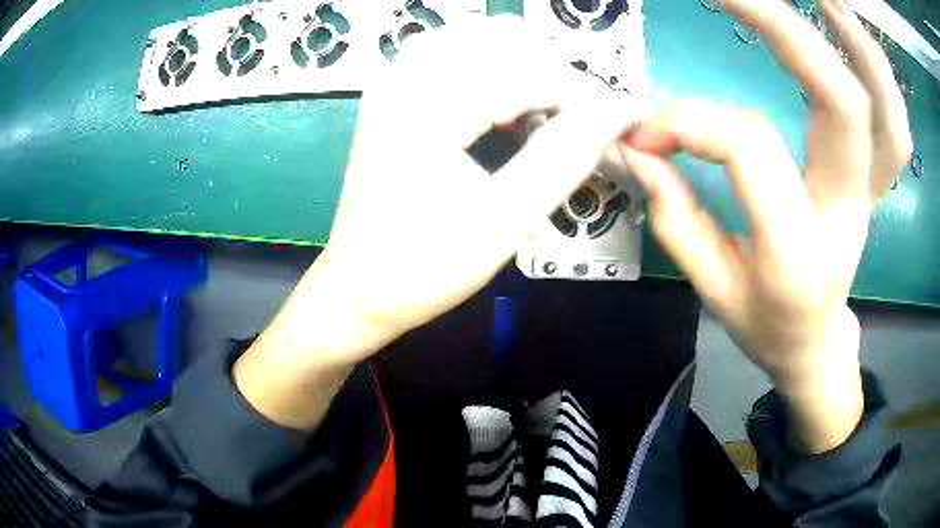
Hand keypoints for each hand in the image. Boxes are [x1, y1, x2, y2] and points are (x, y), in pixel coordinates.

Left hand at [235, 17, 634, 429]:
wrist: (358, 290)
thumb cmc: (423, 268)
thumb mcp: (504, 219)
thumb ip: (565, 156)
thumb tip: (617, 111)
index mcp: (426, 104)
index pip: (529, 69)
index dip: (583, 94)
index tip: (616, 124)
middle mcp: (405, 76)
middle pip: (504, 37)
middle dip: (554, 73)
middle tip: (577, 125)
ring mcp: (394, 82)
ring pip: (480, 39)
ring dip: (526, 68)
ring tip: (546, 118)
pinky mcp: (394, 95)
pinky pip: (456, 55)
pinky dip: (495, 72)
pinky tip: (506, 110)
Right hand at [620, 0, 910, 451]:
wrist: (814, 341)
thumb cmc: (764, 323)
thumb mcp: (712, 289)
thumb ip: (674, 213)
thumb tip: (636, 146)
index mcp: (799, 253)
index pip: (749, 148)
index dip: (689, 121)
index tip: (646, 130)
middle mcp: (847, 213)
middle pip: (840, 103)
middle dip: (787, 32)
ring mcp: (869, 191)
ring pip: (884, 110)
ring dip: (857, 45)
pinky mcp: (874, 178)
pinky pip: (893, 123)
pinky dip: (879, 73)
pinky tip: (849, 32)